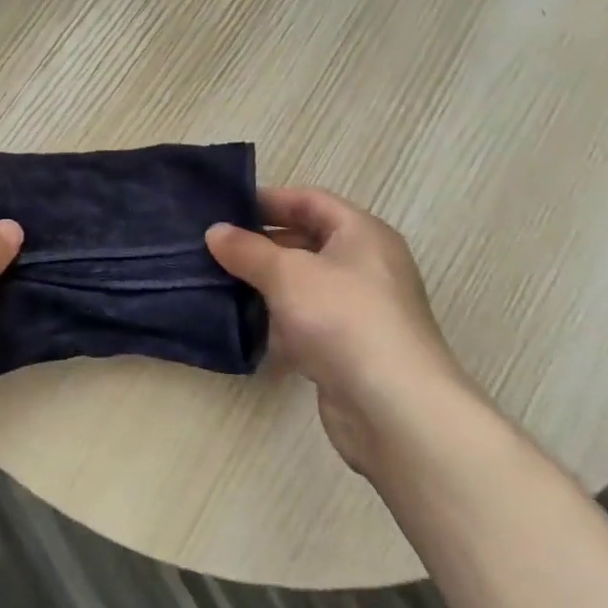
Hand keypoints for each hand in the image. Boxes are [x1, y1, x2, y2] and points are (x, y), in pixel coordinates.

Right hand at [206, 187, 473, 476]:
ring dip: (266, 284)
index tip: (224, 209)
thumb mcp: (287, 274)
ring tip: (218, 282)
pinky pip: (307, 322)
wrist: (393, 407)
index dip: (268, 200)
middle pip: (307, 241)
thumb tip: (215, 231)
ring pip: (304, 285)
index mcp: (362, 234)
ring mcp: (360, 310)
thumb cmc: (343, 319)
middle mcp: (366, 266)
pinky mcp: (350, 349)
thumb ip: (247, 250)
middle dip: (261, 244)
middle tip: (214, 248)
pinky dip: (278, 321)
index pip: (310, 200)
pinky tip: (245, 326)